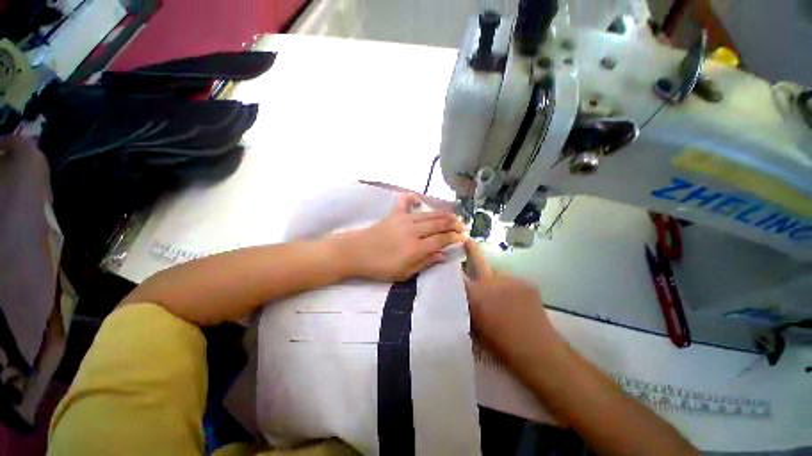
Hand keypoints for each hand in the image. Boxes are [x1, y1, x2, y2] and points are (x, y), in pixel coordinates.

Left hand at [342, 193, 465, 280]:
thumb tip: (443, 255)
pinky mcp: (394, 213)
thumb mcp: (405, 273)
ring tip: (453, 215)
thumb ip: (425, 262)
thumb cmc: (380, 267)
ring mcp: (404, 219)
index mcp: (417, 248)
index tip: (463, 237)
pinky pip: (406, 201)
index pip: (442, 239)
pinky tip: (420, 199)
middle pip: (439, 224)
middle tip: (463, 225)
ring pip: (429, 214)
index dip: (455, 237)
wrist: (356, 252)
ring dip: (443, 214)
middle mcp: (414, 231)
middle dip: (454, 224)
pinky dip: (414, 198)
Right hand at [464, 240, 562, 371]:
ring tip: (500, 293)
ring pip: (497, 273)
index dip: (452, 266)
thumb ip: (466, 307)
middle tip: (467, 240)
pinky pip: (512, 280)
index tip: (449, 259)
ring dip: (494, 279)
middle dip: (472, 248)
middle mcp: (491, 281)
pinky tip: (515, 300)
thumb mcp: (474, 326)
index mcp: (476, 294)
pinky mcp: (526, 282)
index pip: (458, 275)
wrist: (537, 349)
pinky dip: (510, 287)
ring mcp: (510, 279)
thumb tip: (460, 297)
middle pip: (479, 260)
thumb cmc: (500, 343)